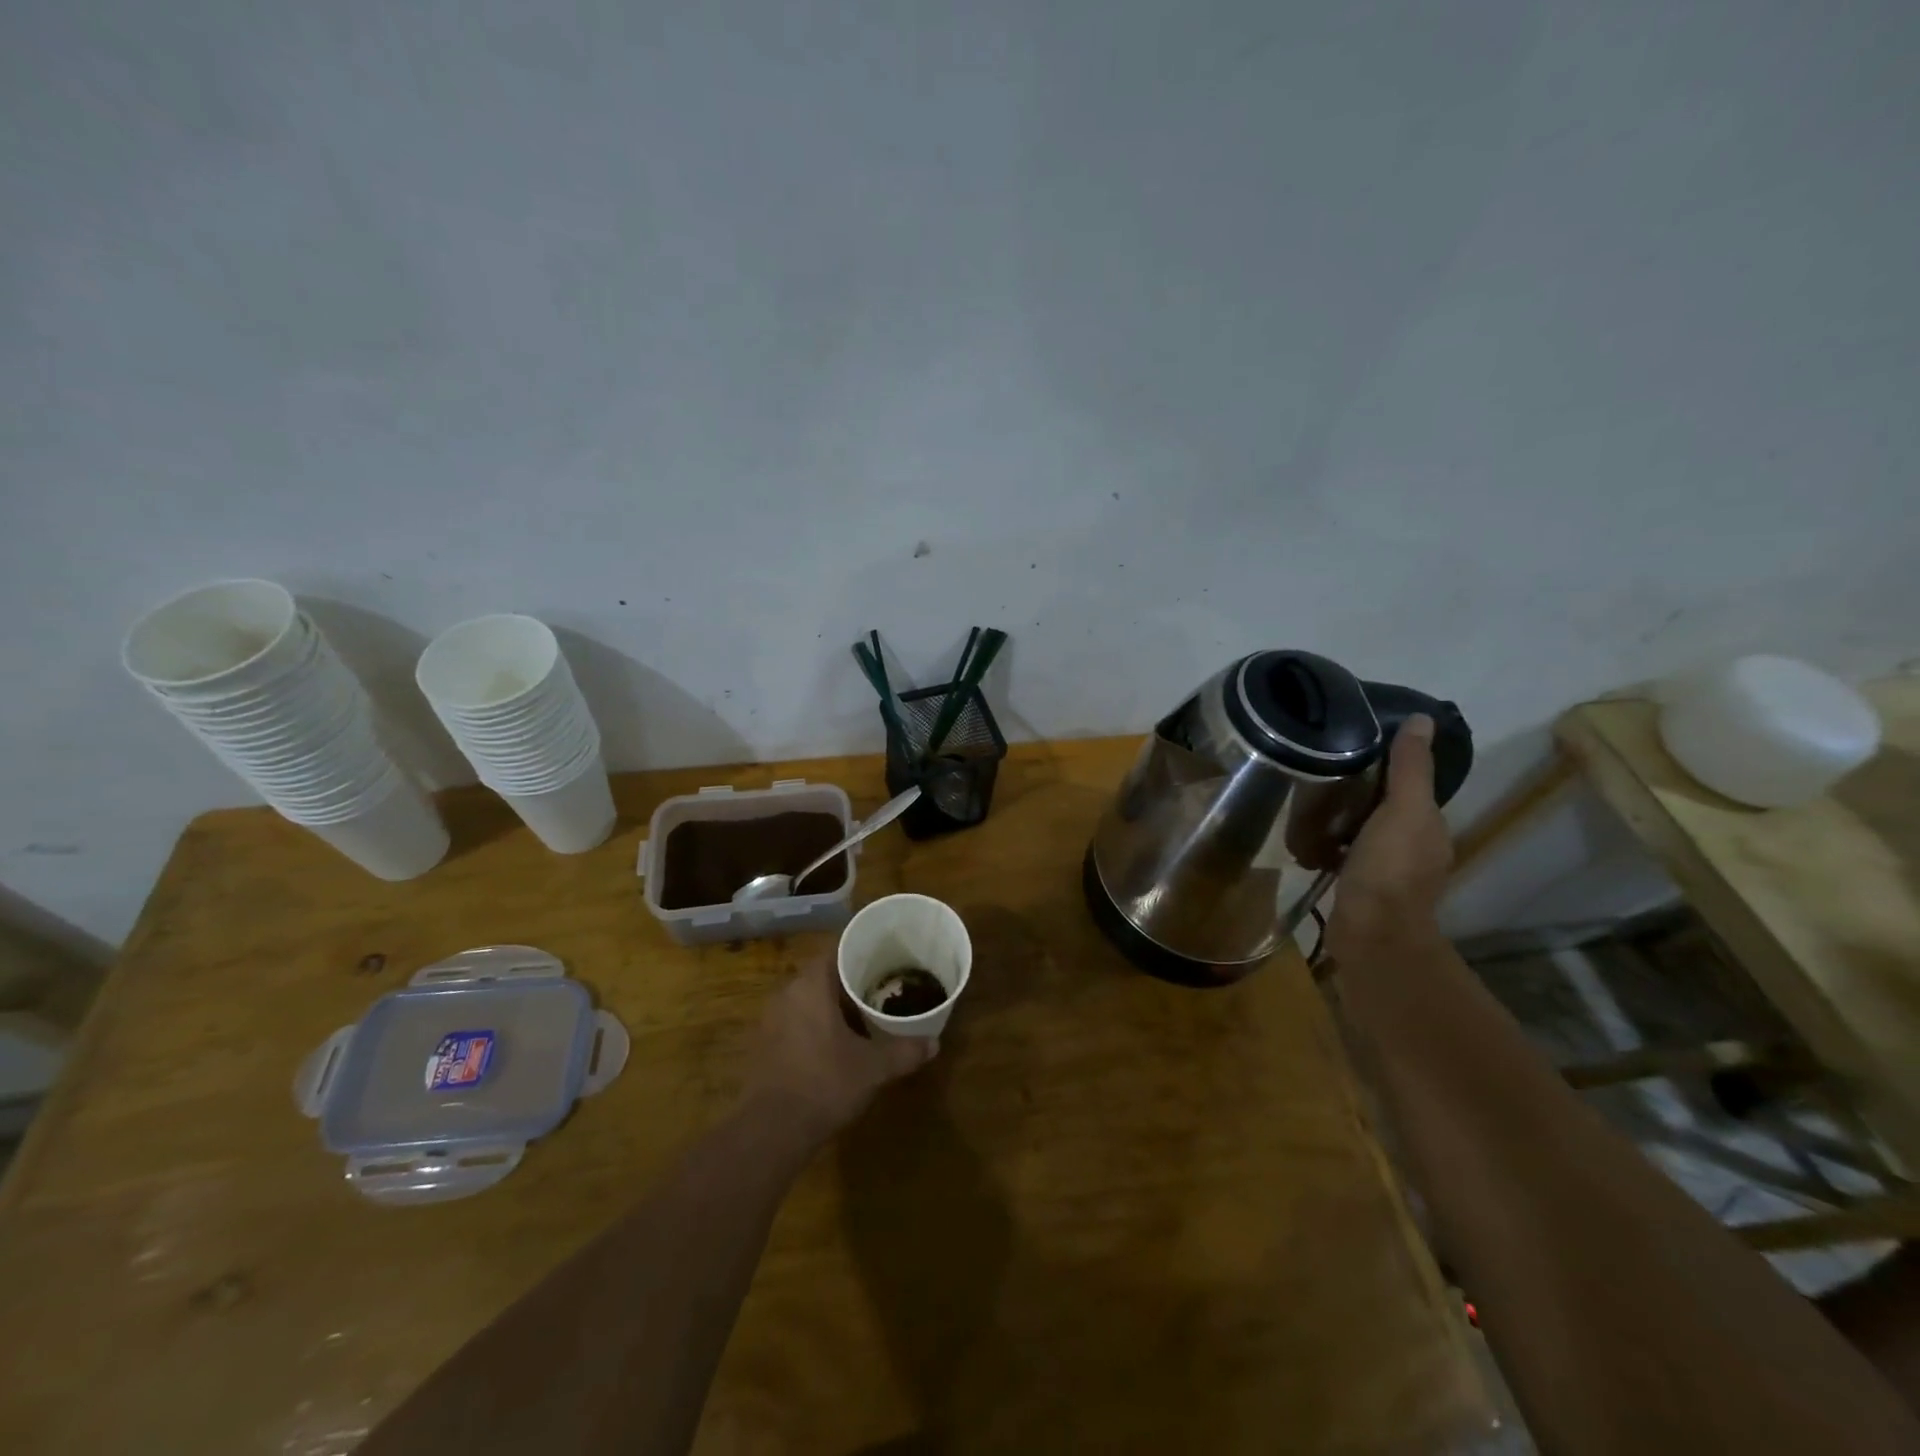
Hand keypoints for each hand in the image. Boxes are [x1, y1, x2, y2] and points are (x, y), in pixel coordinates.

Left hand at [740, 955, 937, 1145]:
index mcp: (810, 985)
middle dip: (851, 980)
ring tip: (863, 1015)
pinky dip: (816, 1024)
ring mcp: (771, 1019)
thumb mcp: (873, 1068)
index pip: (837, 949)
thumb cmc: (824, 1084)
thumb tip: (934, 1044)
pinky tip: (836, 1044)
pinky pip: (796, 1020)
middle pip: (823, 974)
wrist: (769, 1131)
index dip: (862, 950)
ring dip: (833, 1004)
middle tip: (881, 986)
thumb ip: (904, 1051)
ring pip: (808, 998)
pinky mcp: (763, 1044)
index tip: (885, 955)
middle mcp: (787, 992)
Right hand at [1326, 714, 1453, 962]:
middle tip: (1320, 775)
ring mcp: (1387, 873)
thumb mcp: (1403, 810)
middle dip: (1358, 793)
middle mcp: (1415, 848)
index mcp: (1429, 826)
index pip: (1411, 786)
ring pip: (1363, 833)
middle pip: (1385, 809)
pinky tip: (1305, 844)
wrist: (1371, 935)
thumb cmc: (1390, 868)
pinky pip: (1344, 857)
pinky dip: (1328, 848)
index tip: (1351, 748)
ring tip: (1306, 805)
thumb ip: (1410, 768)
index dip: (1387, 766)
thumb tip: (1421, 719)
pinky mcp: (1361, 890)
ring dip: (1340, 821)